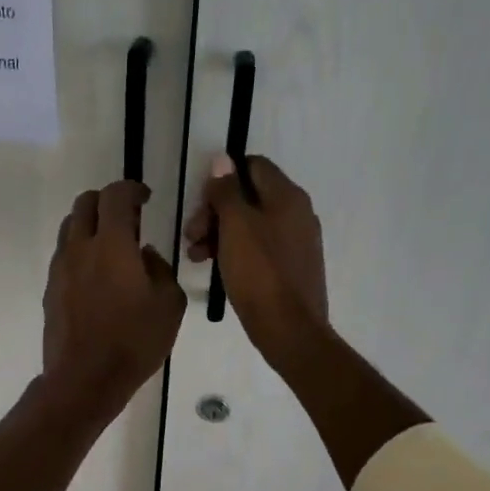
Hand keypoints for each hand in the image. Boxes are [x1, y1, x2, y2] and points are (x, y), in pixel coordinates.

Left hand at [42, 180, 187, 415]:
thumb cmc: (134, 342)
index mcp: (113, 245)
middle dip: (107, 201)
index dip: (131, 188)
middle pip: (85, 203)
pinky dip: (81, 252)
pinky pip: (64, 256)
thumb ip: (161, 269)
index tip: (145, 197)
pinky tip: (98, 277)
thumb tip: (146, 255)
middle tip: (128, 219)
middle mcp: (80, 248)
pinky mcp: (51, 290)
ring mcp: (61, 269)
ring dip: (91, 225)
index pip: (115, 196)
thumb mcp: (169, 305)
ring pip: (70, 228)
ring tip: (112, 247)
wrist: (85, 379)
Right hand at [183, 154, 328, 363]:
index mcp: (287, 196)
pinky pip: (259, 248)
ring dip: (219, 234)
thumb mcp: (235, 226)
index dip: (223, 179)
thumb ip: (227, 191)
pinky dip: (235, 252)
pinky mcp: (291, 268)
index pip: (253, 166)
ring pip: (251, 225)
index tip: (200, 202)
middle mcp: (297, 213)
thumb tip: (222, 161)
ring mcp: (296, 242)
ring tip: (195, 256)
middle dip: (215, 211)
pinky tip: (215, 268)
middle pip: (250, 197)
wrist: (289, 329)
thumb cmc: (259, 273)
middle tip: (191, 235)